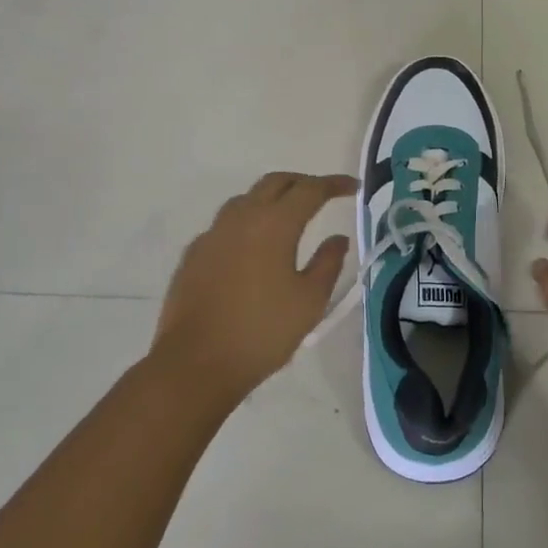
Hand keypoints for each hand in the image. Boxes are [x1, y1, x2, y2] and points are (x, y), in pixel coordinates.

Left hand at [153, 171, 356, 405]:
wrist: (194, 364)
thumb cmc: (261, 332)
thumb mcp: (309, 301)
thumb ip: (328, 263)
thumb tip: (337, 239)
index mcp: (274, 224)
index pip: (310, 190)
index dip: (334, 184)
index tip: (353, 186)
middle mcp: (242, 218)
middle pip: (275, 182)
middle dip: (302, 183)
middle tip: (323, 195)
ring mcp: (213, 234)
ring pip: (246, 198)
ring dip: (272, 198)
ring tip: (288, 216)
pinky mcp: (194, 254)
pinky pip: (225, 224)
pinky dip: (247, 222)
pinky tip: (252, 246)